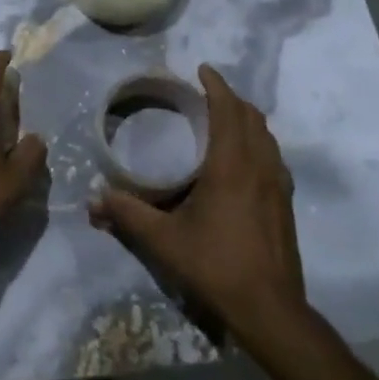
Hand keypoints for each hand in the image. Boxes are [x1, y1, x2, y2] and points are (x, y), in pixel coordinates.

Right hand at [88, 64, 310, 348]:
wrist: (269, 310)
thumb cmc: (215, 265)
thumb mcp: (163, 240)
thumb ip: (126, 214)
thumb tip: (92, 200)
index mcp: (231, 165)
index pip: (228, 110)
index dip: (216, 85)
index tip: (202, 69)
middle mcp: (260, 167)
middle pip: (252, 118)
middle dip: (231, 99)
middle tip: (207, 94)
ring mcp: (278, 186)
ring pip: (267, 137)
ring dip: (248, 120)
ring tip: (225, 120)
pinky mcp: (285, 205)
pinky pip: (274, 158)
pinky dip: (259, 144)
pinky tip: (244, 161)